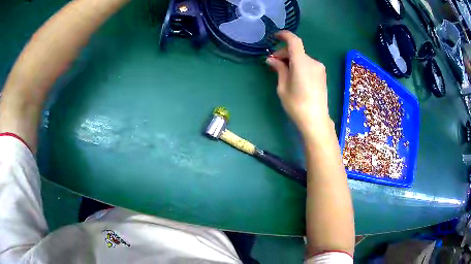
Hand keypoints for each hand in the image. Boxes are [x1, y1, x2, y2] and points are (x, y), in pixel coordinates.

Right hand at [266, 31, 331, 136]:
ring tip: (283, 72)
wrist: (316, 120)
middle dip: (284, 53)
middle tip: (273, 64)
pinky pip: (308, 64)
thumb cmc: (296, 105)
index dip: (284, 35)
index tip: (275, 37)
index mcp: (301, 63)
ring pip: (302, 57)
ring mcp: (319, 68)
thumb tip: (271, 59)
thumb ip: (279, 69)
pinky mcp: (322, 74)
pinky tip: (294, 76)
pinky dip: (299, 65)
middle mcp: (313, 62)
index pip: (294, 41)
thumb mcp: (283, 87)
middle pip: (296, 50)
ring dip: (291, 60)